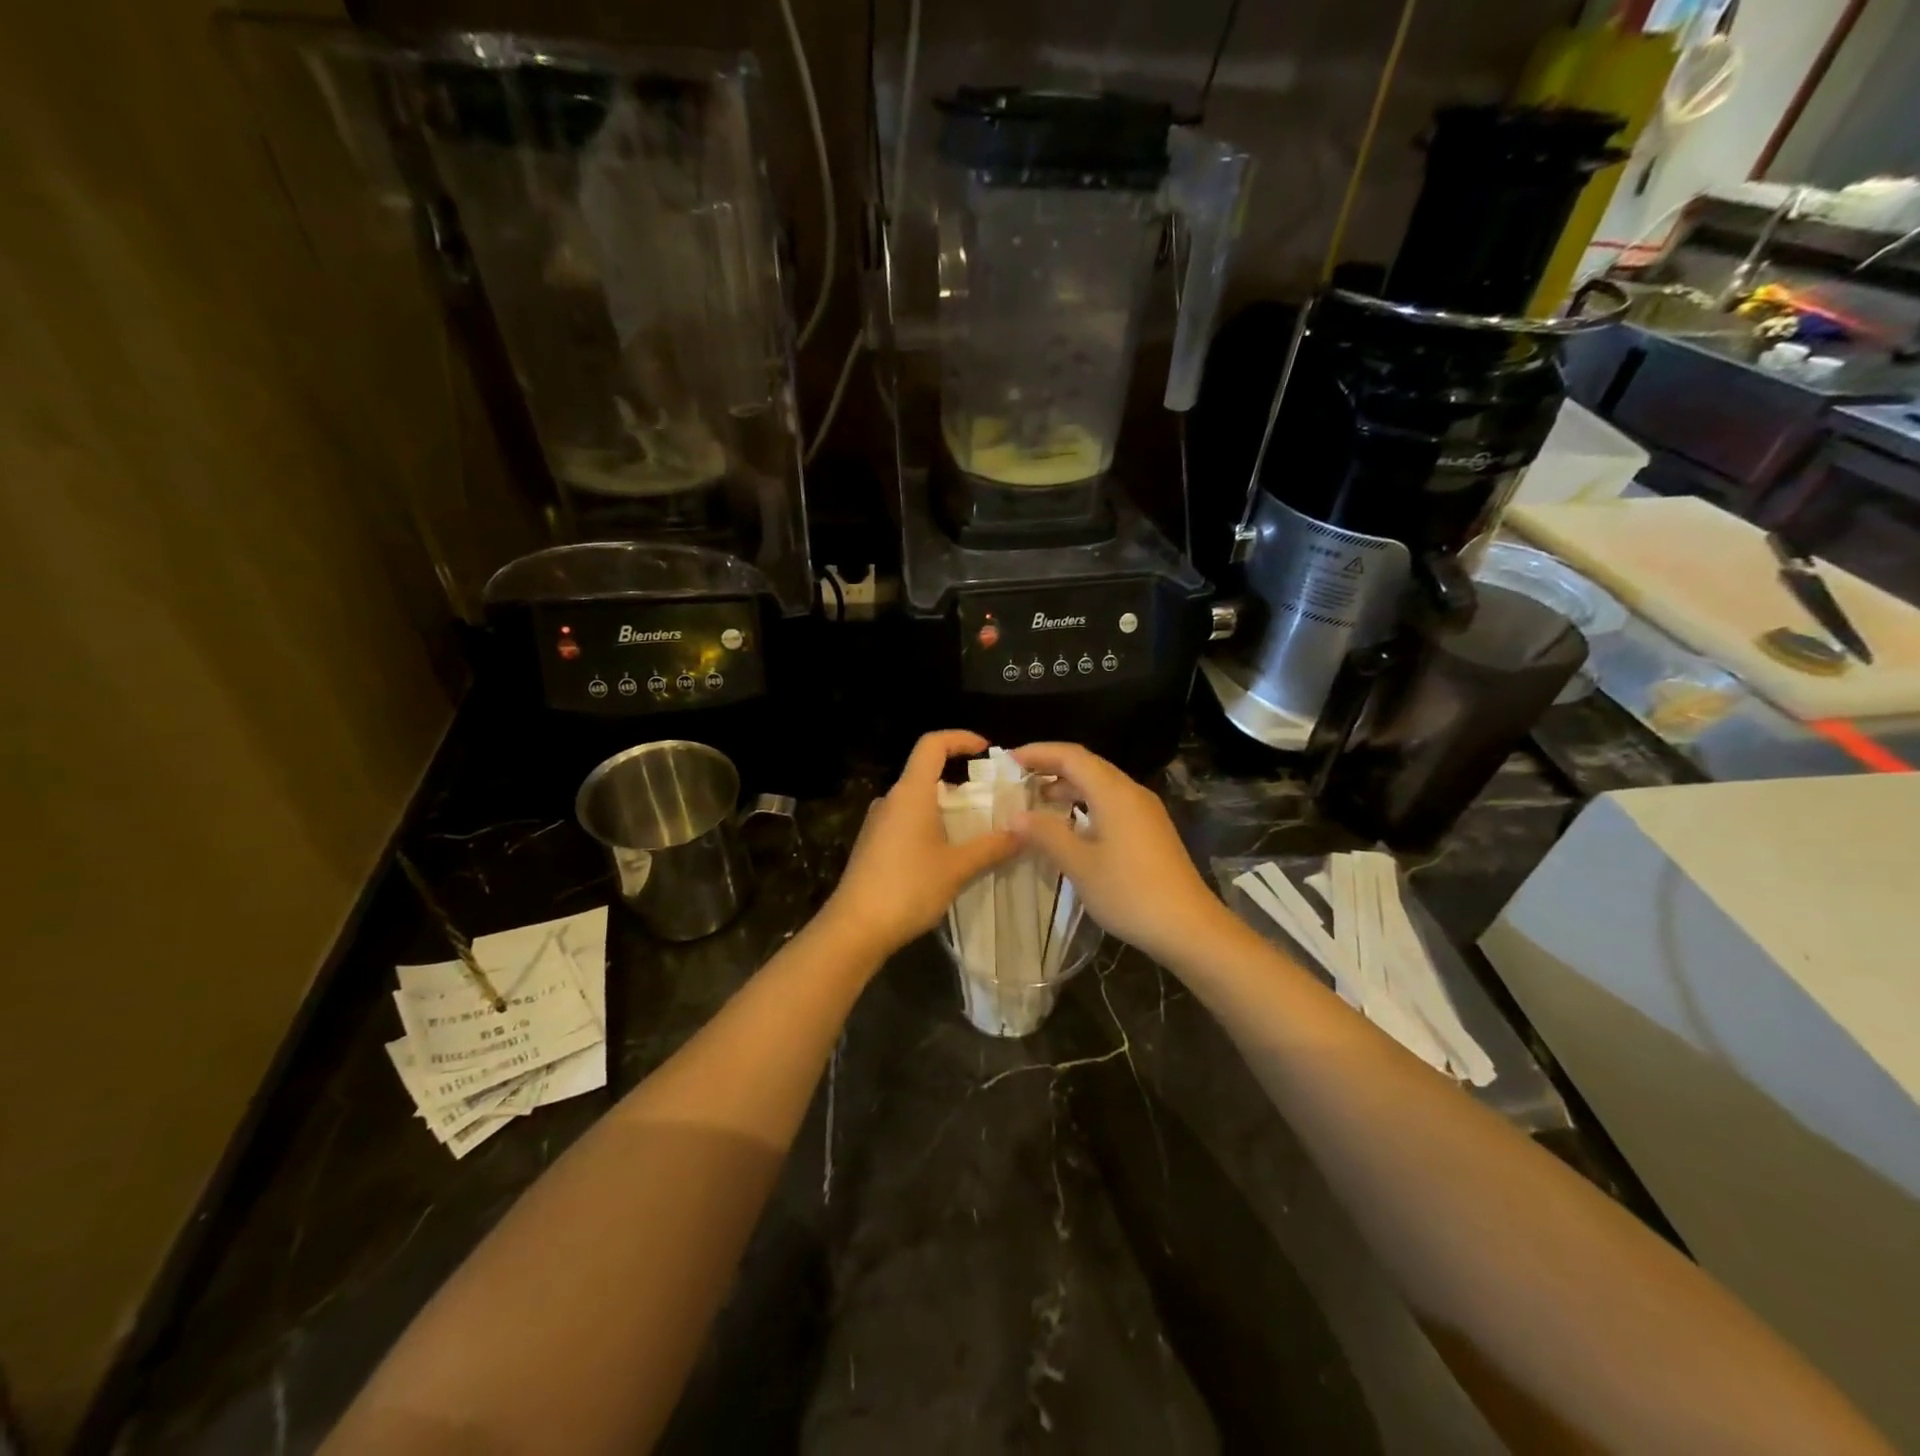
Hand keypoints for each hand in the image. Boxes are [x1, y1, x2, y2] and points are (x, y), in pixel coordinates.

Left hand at [819, 731, 1019, 961]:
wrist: (855, 928)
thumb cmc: (908, 888)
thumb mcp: (958, 868)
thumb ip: (993, 847)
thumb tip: (1024, 831)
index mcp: (911, 793)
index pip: (932, 744)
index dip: (959, 738)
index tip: (986, 750)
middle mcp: (891, 799)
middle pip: (926, 773)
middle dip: (961, 782)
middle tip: (992, 801)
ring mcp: (878, 822)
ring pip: (917, 800)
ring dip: (946, 808)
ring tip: (976, 830)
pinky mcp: (872, 844)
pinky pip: (906, 821)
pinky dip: (930, 825)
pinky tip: (947, 853)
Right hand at [1008, 742, 1231, 966]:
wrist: (1189, 927)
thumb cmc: (1130, 892)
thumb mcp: (1079, 865)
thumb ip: (1046, 835)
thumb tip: (1015, 816)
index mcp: (1114, 793)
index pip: (1071, 755)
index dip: (1038, 753)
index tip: (1008, 761)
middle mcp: (1131, 793)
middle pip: (1088, 766)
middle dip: (1051, 768)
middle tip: (1017, 780)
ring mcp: (1145, 812)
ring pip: (1101, 786)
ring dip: (1068, 788)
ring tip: (1037, 802)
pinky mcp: (1150, 831)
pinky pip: (1112, 804)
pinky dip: (1085, 805)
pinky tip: (1070, 826)